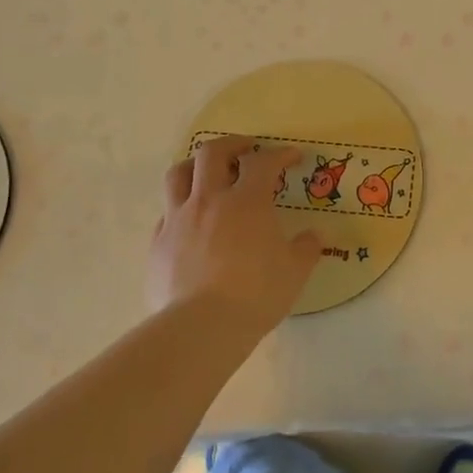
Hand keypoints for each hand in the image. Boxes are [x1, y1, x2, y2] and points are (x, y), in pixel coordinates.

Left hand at [149, 136, 322, 339]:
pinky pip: (166, 214)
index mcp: (246, 202)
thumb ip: (306, 248)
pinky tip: (190, 223)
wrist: (200, 328)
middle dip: (232, 144)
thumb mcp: (294, 272)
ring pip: (178, 174)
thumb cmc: (255, 294)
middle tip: (246, 149)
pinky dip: (180, 209)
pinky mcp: (158, 244)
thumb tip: (315, 236)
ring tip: (208, 172)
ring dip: (194, 166)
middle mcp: (209, 200)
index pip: (263, 162)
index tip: (292, 157)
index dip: (279, 154)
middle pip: (212, 153)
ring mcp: (178, 220)